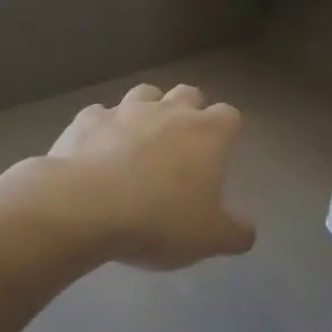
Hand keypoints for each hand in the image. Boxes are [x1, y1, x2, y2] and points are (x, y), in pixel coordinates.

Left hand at [45, 83, 255, 269]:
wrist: (84, 208)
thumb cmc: (159, 220)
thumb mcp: (210, 238)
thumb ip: (237, 230)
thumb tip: (247, 226)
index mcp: (208, 133)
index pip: (229, 115)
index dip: (227, 131)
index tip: (220, 153)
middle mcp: (170, 111)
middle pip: (189, 93)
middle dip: (189, 111)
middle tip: (182, 144)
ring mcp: (126, 110)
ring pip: (145, 94)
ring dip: (148, 111)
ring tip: (140, 140)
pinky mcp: (87, 120)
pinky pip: (100, 115)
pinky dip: (104, 128)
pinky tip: (97, 151)